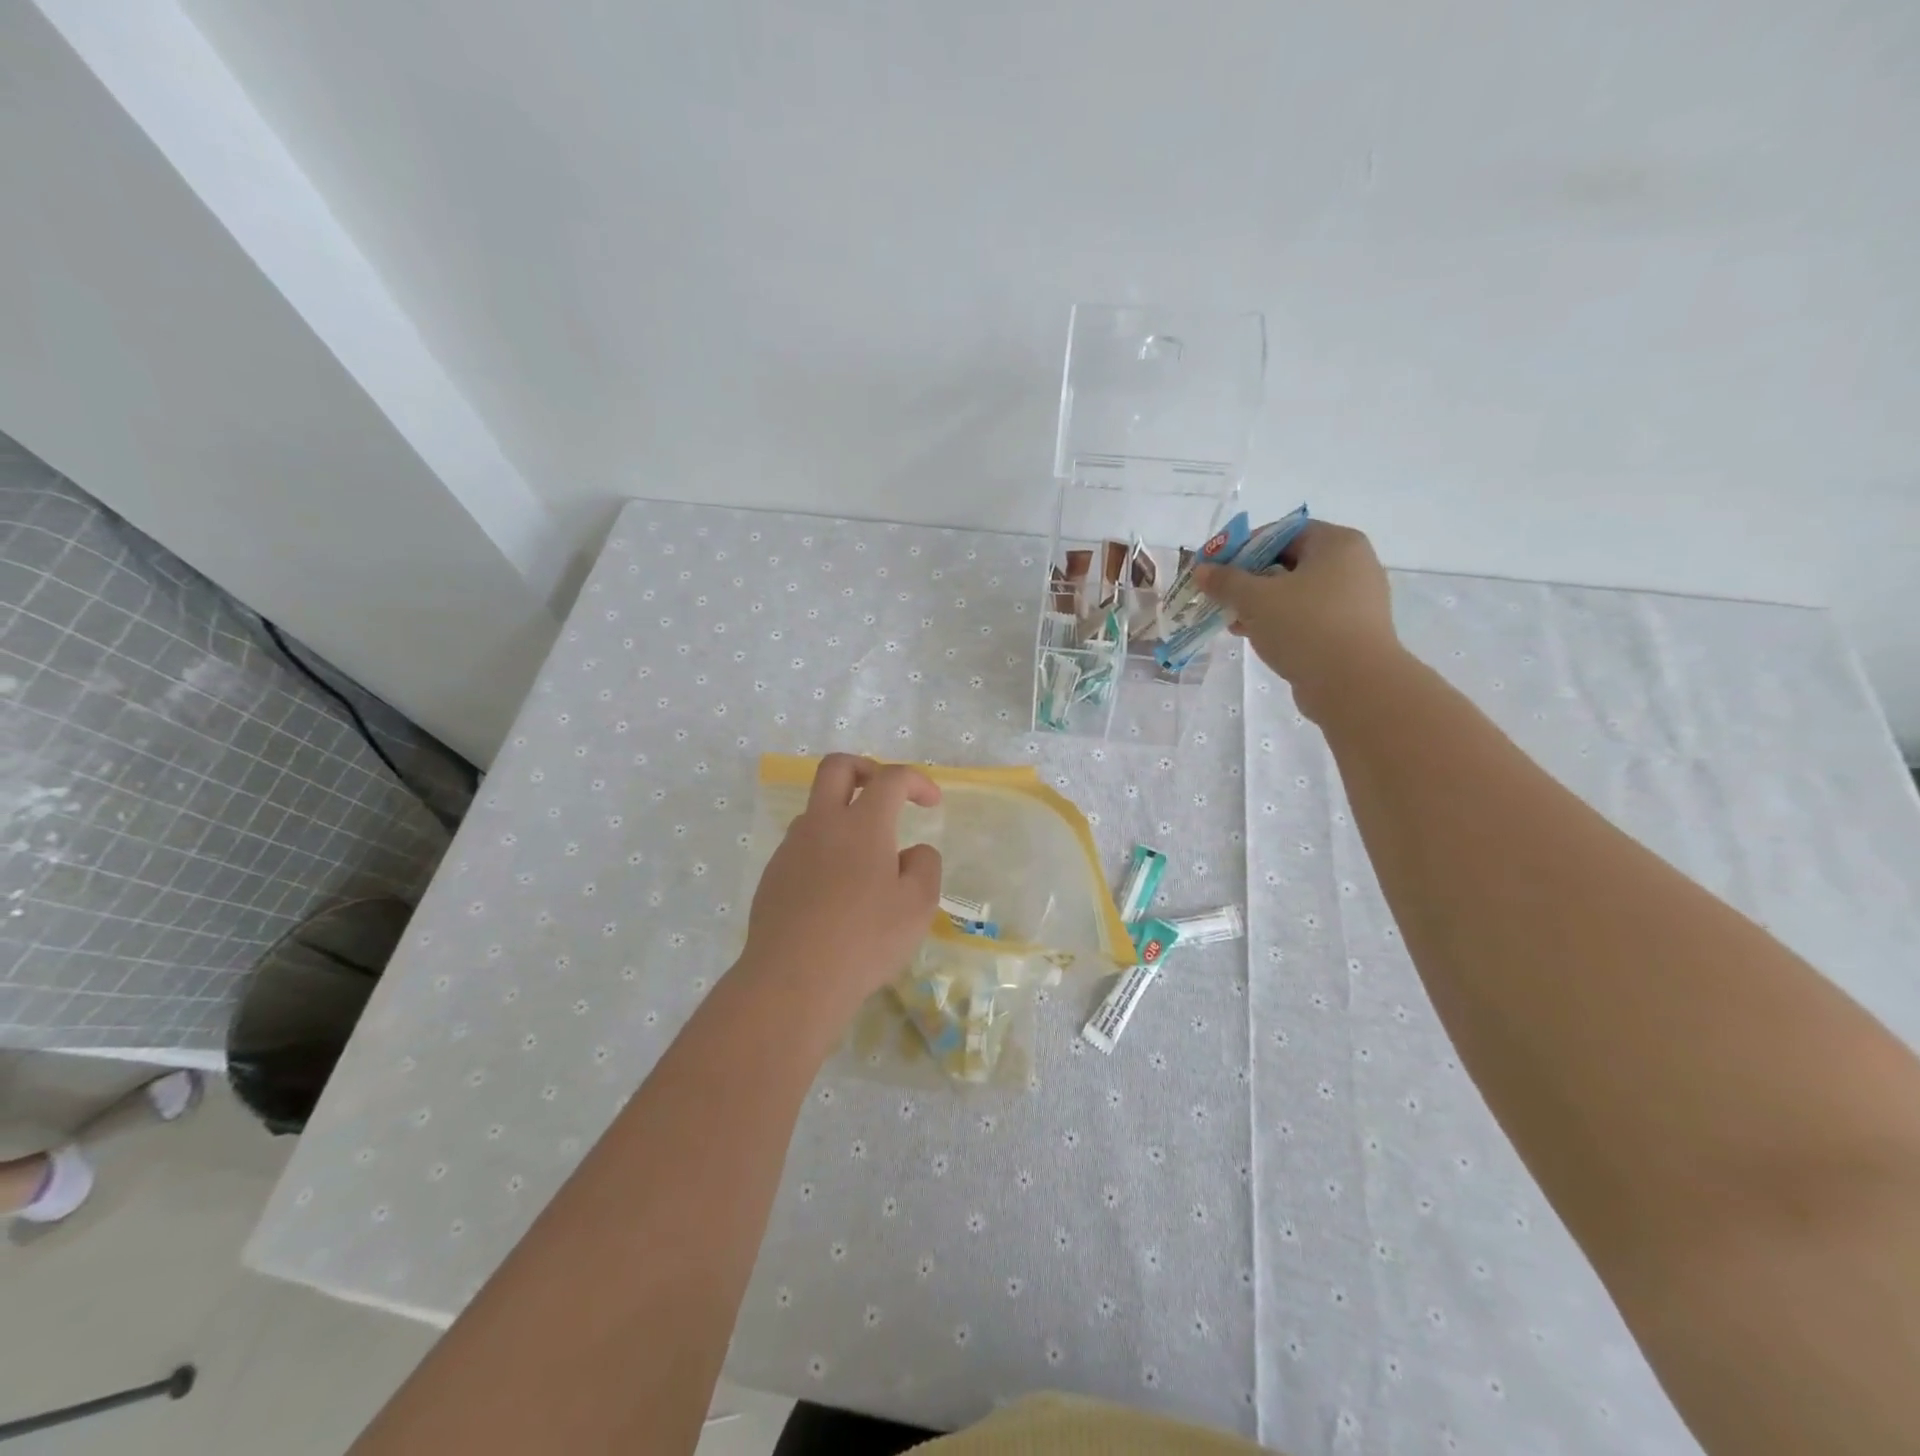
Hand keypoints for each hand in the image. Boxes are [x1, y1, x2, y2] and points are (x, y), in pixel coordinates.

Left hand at [743, 755, 942, 1013]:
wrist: (792, 980)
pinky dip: (825, 850)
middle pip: (837, 767)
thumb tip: (911, 852)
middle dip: (866, 768)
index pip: (891, 778)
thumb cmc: (865, 940)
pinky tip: (837, 892)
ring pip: (816, 809)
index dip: (916, 780)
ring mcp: (791, 848)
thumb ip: (924, 866)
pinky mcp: (773, 876)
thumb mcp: (918, 906)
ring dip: (843, 815)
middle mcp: (822, 824)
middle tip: (886, 793)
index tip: (932, 802)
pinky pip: (803, 846)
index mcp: (862, 824)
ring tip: (867, 859)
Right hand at [1195, 520, 1401, 721]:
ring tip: (1233, 622)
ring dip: (1261, 605)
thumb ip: (1226, 581)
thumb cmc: (1305, 627)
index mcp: (1337, 544)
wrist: (1354, 684)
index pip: (1283, 532)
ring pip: (1297, 593)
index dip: (1244, 547)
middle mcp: (1353, 565)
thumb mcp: (1255, 599)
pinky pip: (1309, 618)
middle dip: (1250, 580)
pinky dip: (1281, 623)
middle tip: (1221, 597)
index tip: (1216, 568)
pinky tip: (1256, 638)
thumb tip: (1202, 570)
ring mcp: (1355, 601)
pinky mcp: (1351, 632)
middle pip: (1289, 563)